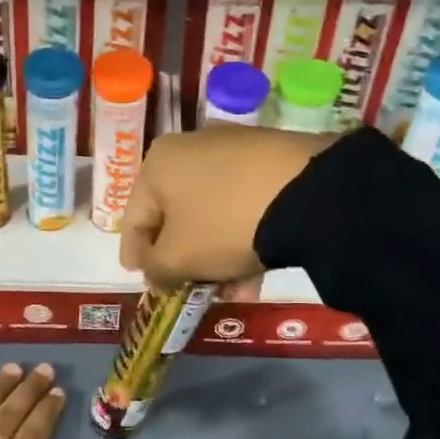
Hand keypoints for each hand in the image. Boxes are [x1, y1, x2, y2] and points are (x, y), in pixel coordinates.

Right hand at [120, 125, 331, 295]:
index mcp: (158, 164)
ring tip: (232, 291)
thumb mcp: (179, 258)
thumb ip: (156, 270)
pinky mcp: (272, 158)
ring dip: (216, 256)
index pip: (134, 217)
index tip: (139, 279)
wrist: (305, 192)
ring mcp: (234, 150)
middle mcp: (190, 148)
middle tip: (189, 289)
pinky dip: (243, 238)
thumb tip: (156, 274)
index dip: (134, 253)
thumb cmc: (223, 224)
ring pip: (213, 214)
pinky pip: (243, 205)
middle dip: (183, 259)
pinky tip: (255, 271)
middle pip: (176, 215)